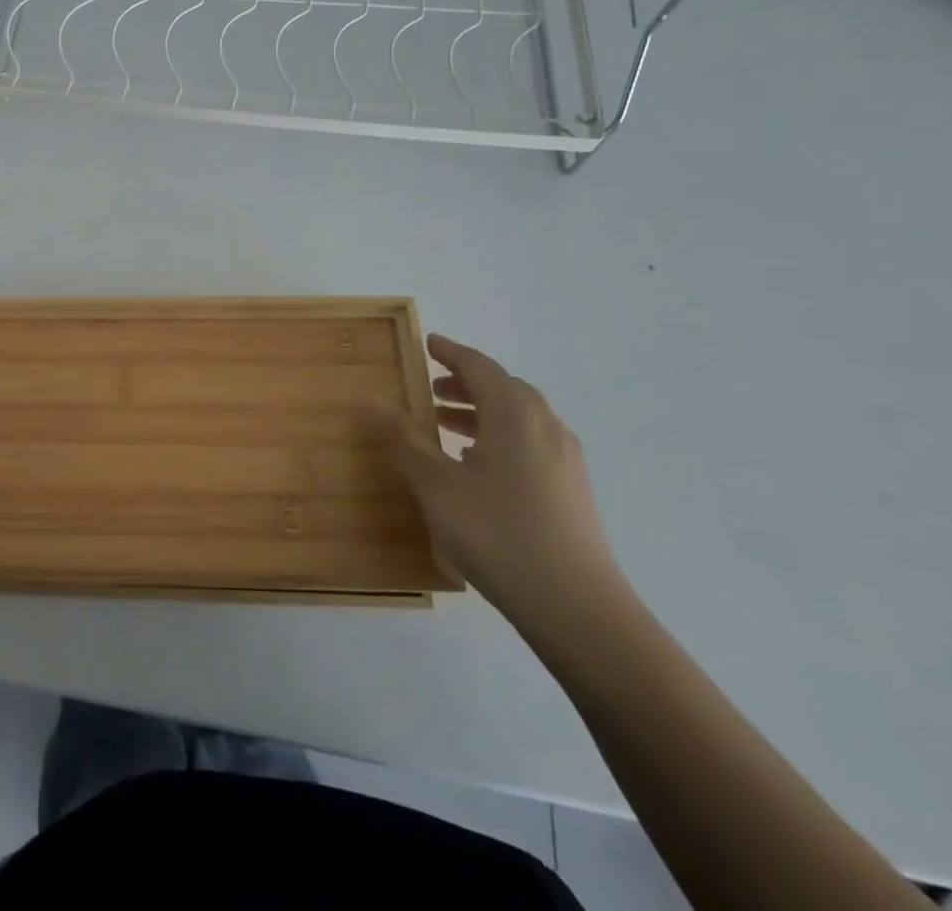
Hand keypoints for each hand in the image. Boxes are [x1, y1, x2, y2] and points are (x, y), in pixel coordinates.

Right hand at [381, 335, 623, 627]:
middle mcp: (545, 428)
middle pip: (505, 389)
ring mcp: (565, 461)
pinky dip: (500, 436)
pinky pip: (530, 443)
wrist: (578, 609)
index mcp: (515, 416)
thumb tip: (374, 399)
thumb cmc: (499, 535)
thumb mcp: (437, 486)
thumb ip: (405, 440)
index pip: (480, 367)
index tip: (428, 343)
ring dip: (482, 411)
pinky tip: (478, 466)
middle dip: (466, 383)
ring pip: (520, 418)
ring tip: (445, 426)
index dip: (452, 353)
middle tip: (431, 389)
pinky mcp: (572, 491)